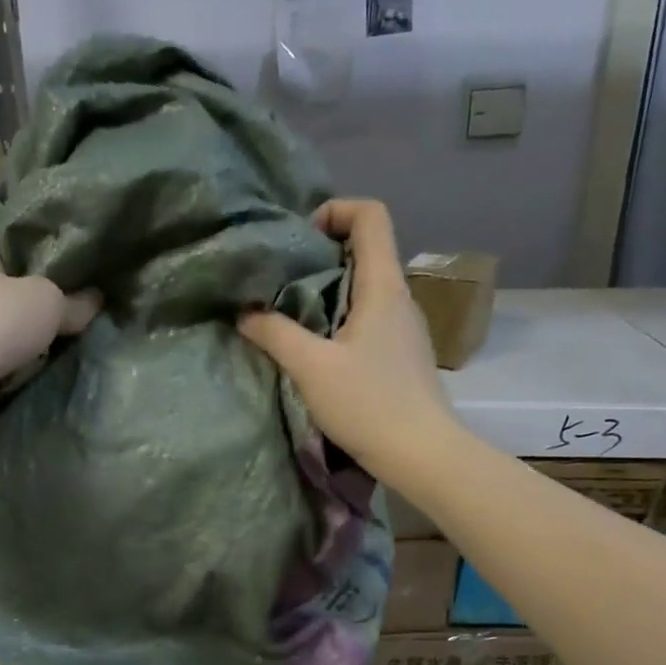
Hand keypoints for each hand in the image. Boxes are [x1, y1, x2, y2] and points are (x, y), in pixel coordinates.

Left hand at [0, 235, 98, 433]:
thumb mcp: (48, 303)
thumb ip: (73, 301)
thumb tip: (94, 300)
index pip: (13, 246)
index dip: (44, 263)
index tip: (74, 283)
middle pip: (4, 290)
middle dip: (32, 308)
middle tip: (69, 323)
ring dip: (16, 342)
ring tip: (50, 354)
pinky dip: (0, 367)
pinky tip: (22, 376)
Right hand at [237, 199, 458, 481]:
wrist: (421, 454)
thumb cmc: (369, 404)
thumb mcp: (311, 368)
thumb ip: (275, 334)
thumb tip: (244, 312)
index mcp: (383, 286)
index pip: (371, 216)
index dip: (336, 210)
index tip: (301, 238)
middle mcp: (400, 298)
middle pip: (365, 251)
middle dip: (321, 256)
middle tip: (282, 281)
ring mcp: (405, 329)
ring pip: (366, 289)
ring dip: (329, 293)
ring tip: (293, 317)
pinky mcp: (402, 356)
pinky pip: (370, 320)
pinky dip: (341, 321)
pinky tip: (319, 352)